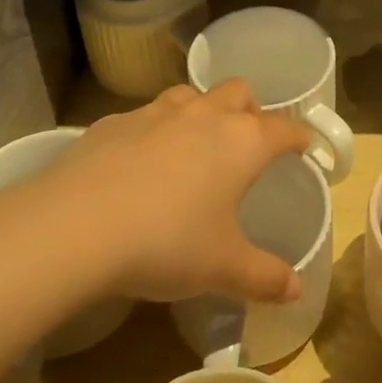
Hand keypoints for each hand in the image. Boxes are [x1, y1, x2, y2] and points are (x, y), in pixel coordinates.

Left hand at [39, 82, 314, 304]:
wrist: (76, 226)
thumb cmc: (167, 243)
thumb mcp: (222, 269)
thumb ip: (264, 277)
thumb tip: (296, 290)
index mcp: (242, 142)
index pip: (285, 128)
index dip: (300, 137)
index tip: (305, 147)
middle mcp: (204, 115)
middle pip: (239, 92)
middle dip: (250, 110)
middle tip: (246, 142)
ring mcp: (156, 112)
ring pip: (191, 95)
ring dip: (201, 112)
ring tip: (194, 146)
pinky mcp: (113, 121)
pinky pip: (144, 116)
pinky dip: (153, 131)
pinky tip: (139, 164)